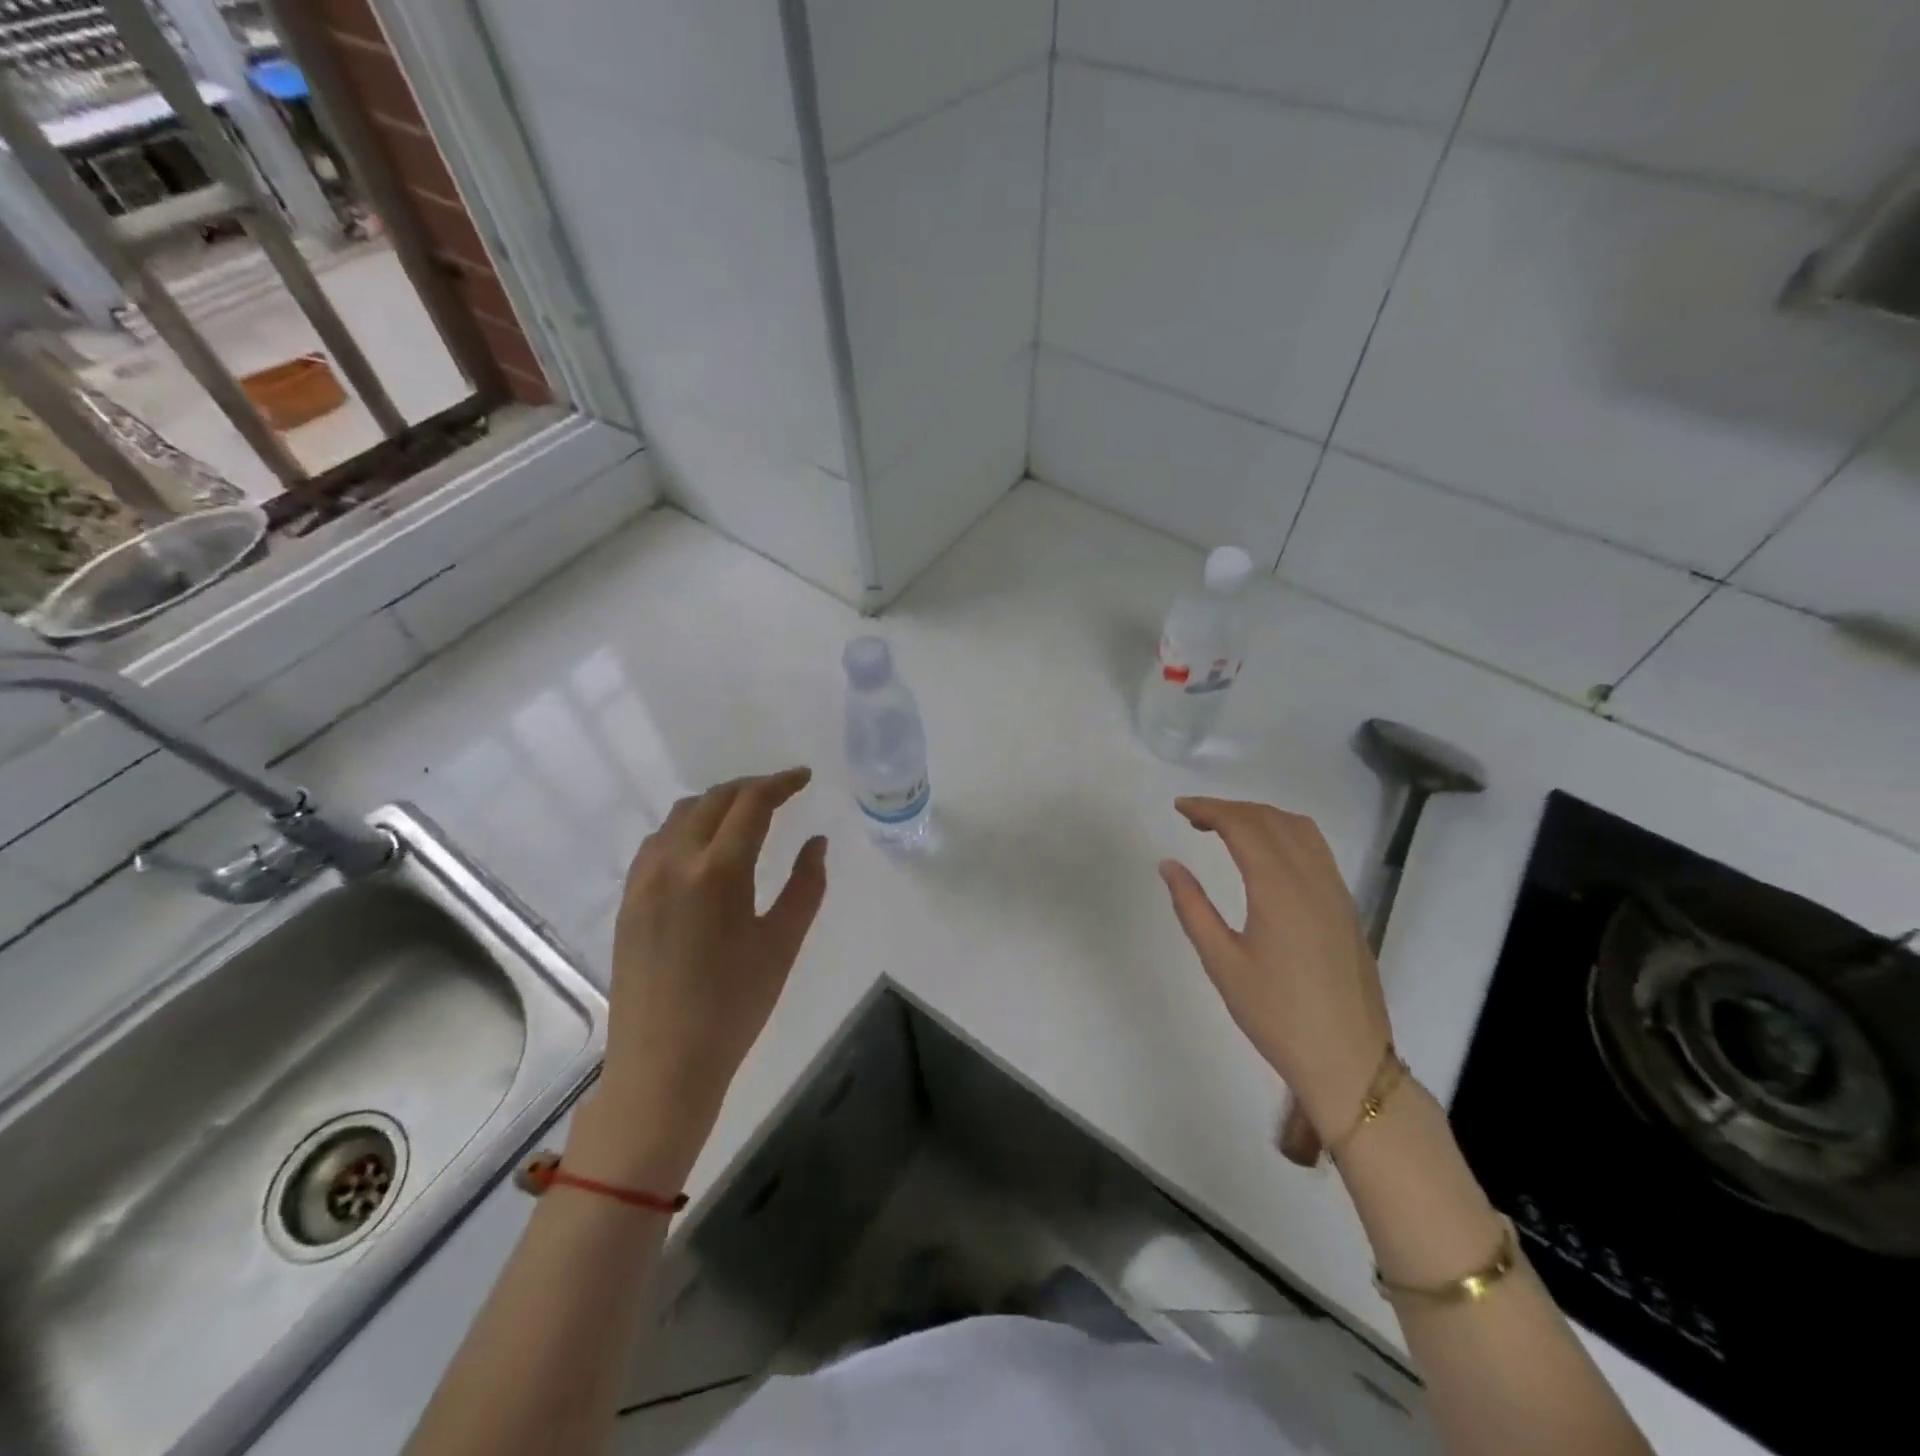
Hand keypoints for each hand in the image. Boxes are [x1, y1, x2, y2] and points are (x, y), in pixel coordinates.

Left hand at [568, 768, 826, 1185]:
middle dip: (750, 787)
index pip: (751, 802)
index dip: (781, 783)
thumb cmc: (735, 1007)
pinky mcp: (628, 899)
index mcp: (718, 871)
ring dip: (716, 804)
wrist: (663, 1063)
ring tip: (745, 815)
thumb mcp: (783, 944)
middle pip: (713, 799)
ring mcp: (644, 880)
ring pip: (680, 815)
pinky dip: (686, 827)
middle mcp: (674, 862)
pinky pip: (657, 841)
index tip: (804, 778)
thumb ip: (806, 885)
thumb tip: (816, 842)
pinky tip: (704, 848)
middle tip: (782, 793)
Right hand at [1159, 797, 1390, 1139]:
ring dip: (1260, 816)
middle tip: (1194, 818)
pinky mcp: (1346, 906)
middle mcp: (1312, 878)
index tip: (1180, 808)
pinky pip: (1316, 848)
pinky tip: (1267, 853)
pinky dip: (1285, 832)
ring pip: (1299, 829)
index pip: (1243, 826)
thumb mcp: (1222, 963)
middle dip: (1230, 809)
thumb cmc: (1276, 1015)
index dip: (1209, 809)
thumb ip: (1192, 907)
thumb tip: (1169, 865)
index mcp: (1278, 889)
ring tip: (1226, 828)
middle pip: (1271, 819)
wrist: (1347, 1060)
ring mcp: (1335, 891)